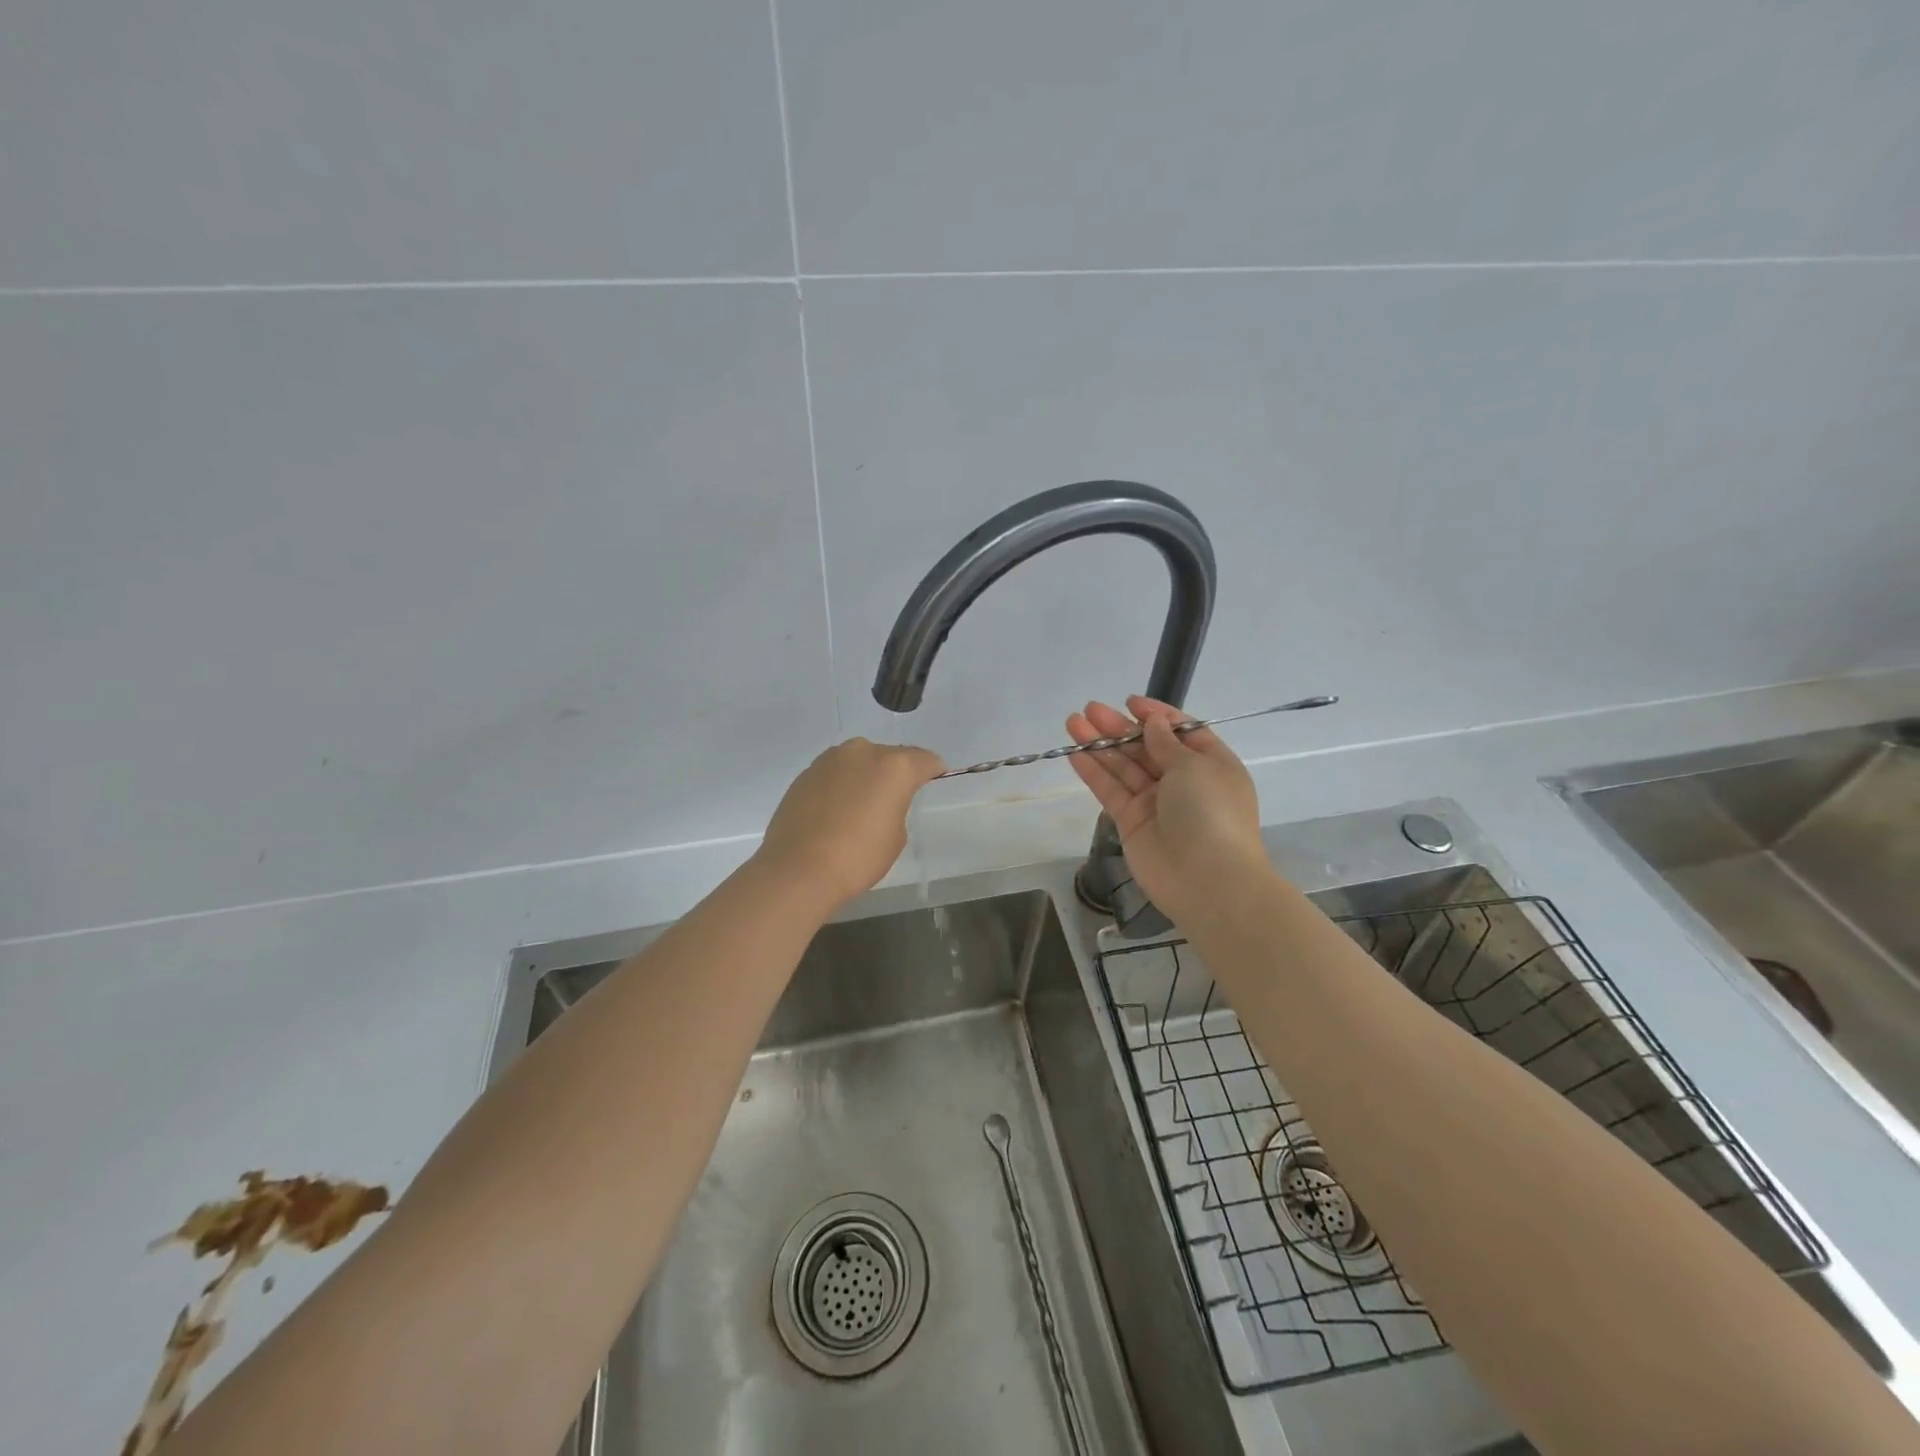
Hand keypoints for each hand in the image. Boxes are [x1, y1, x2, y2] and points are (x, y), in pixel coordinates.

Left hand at [754, 738, 945, 910]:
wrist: (798, 869)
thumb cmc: (858, 856)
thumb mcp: (896, 836)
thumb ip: (897, 806)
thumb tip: (882, 799)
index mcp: (894, 766)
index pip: (925, 759)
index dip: (932, 771)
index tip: (933, 780)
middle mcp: (863, 752)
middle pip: (889, 756)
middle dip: (895, 773)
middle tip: (893, 800)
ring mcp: (830, 759)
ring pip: (858, 761)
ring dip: (864, 776)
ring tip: (860, 806)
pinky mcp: (805, 773)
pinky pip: (834, 774)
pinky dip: (840, 785)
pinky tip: (835, 811)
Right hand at [1065, 696, 1266, 928]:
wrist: (1207, 880)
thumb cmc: (1211, 813)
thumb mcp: (1195, 766)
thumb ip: (1167, 743)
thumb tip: (1154, 722)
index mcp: (1211, 764)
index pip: (1181, 732)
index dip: (1156, 715)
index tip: (1130, 702)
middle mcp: (1183, 781)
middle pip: (1147, 747)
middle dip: (1119, 728)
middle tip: (1090, 709)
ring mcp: (1155, 803)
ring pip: (1124, 767)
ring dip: (1100, 745)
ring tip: (1073, 722)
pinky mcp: (1131, 823)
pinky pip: (1111, 791)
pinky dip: (1094, 772)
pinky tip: (1074, 753)